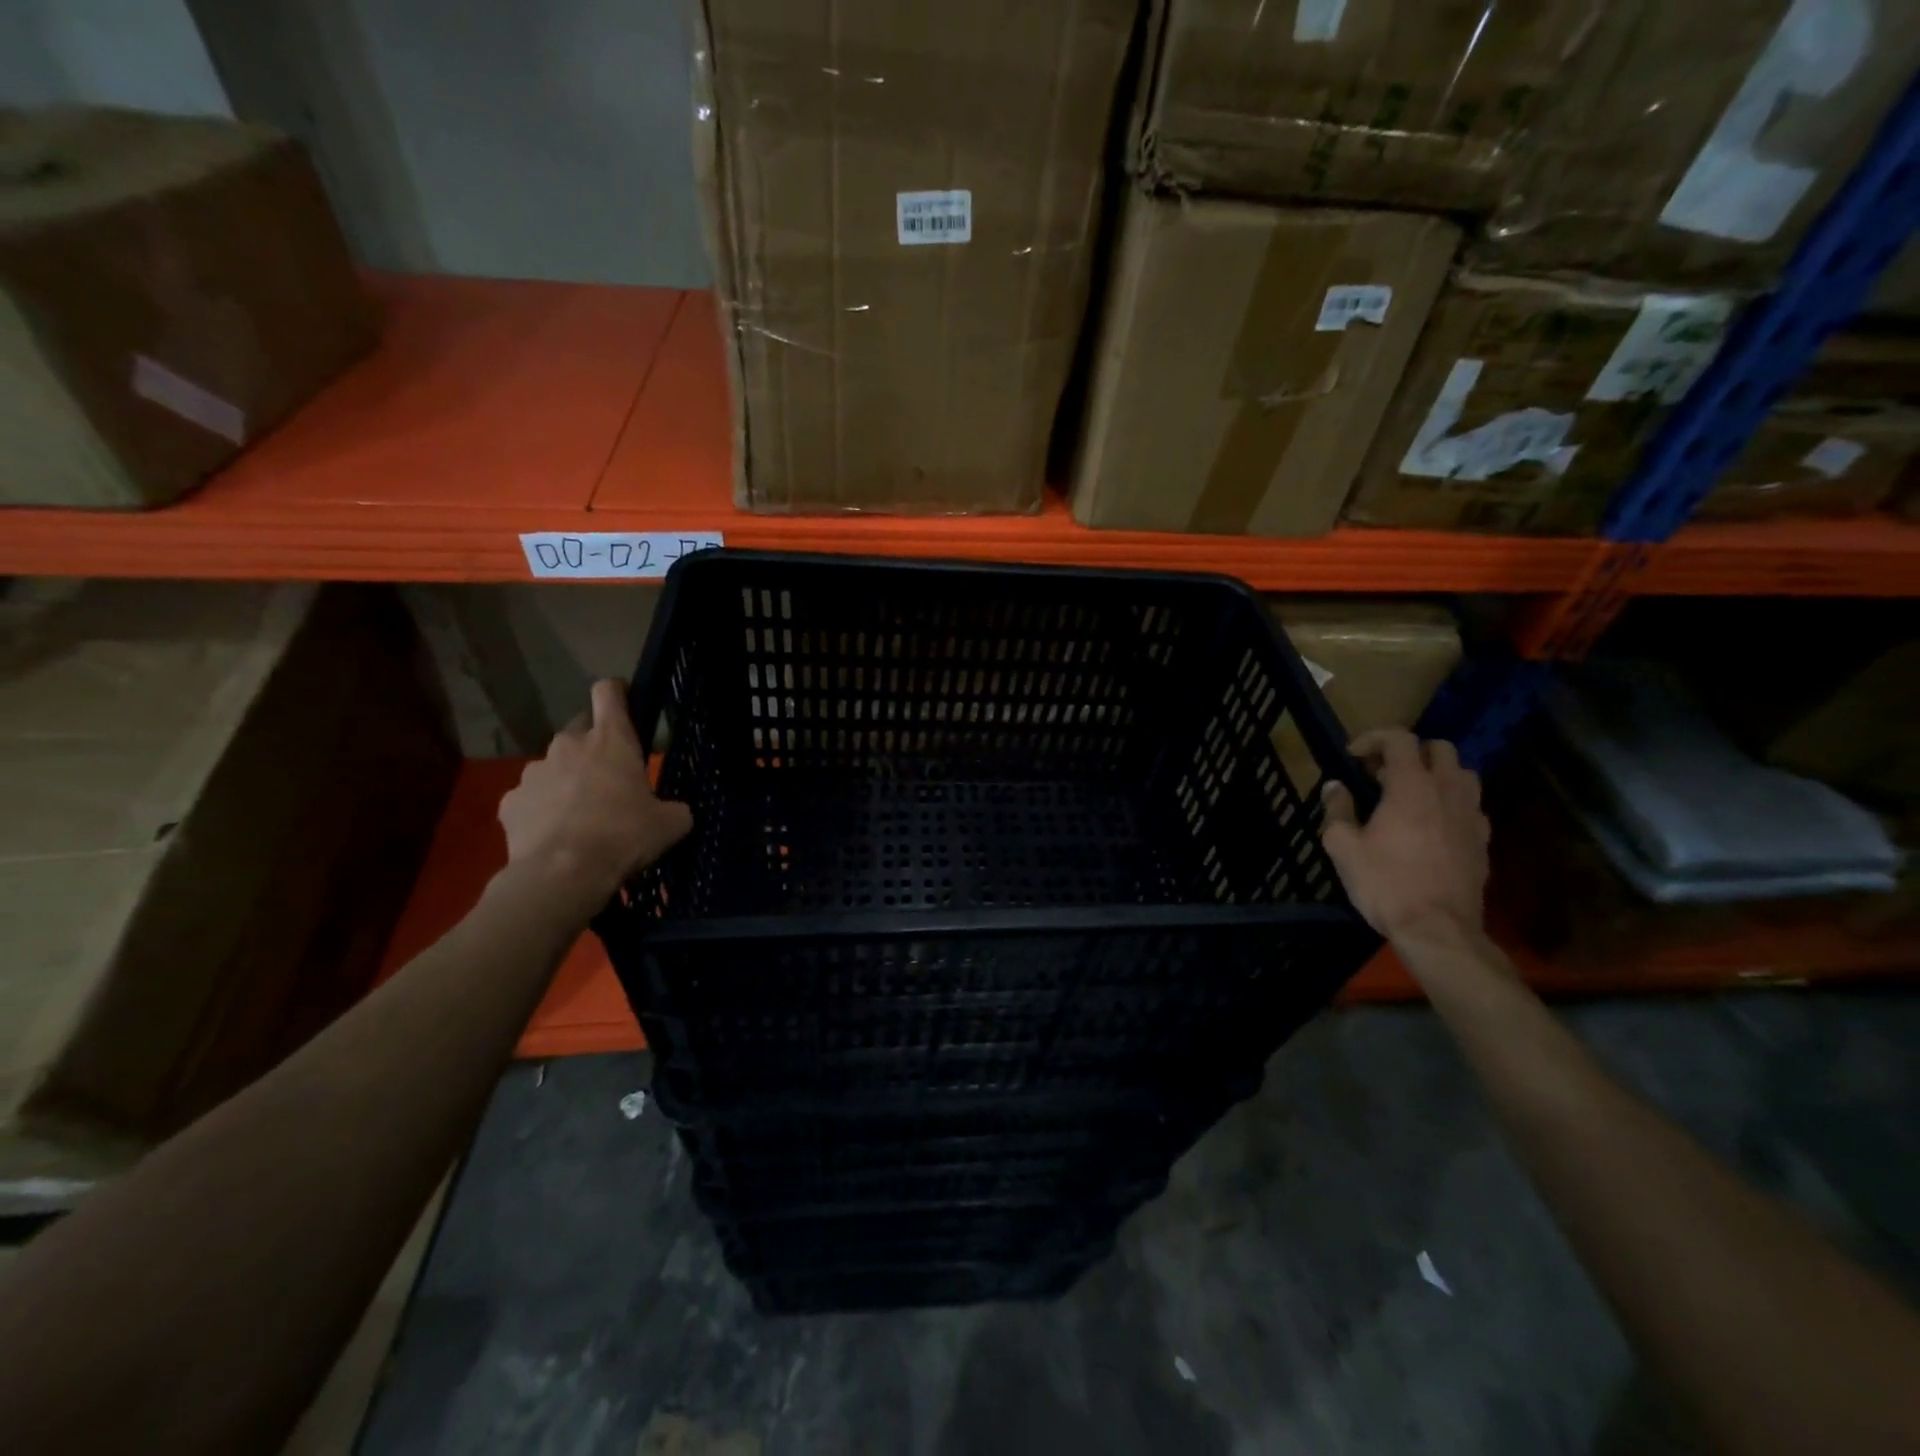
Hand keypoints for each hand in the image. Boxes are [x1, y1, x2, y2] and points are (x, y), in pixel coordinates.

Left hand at [498, 679, 692, 903]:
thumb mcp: (670, 824)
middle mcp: (568, 745)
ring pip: (553, 765)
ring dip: (566, 779)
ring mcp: (534, 772)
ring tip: (579, 814)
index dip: (617, 692)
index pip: (609, 692)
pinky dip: (542, 810)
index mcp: (611, 740)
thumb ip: (675, 808)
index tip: (625, 702)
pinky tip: (554, 834)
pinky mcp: (510, 802)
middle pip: (580, 729)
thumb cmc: (624, 836)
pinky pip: (529, 798)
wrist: (563, 874)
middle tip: (608, 776)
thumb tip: (676, 811)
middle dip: (593, 745)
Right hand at [1319, 728, 1489, 944]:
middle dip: (1408, 752)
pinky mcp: (1483, 839)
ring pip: (1462, 773)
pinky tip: (1432, 823)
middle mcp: (1447, 791)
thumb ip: (1337, 810)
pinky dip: (1451, 802)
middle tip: (1382, 774)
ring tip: (1411, 795)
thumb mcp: (1343, 847)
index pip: (1399, 739)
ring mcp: (1471, 815)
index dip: (1374, 738)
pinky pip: (1470, 805)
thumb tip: (1335, 787)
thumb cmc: (1385, 884)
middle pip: (1439, 748)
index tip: (1353, 756)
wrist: (1438, 929)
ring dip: (1436, 774)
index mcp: (1411, 787)